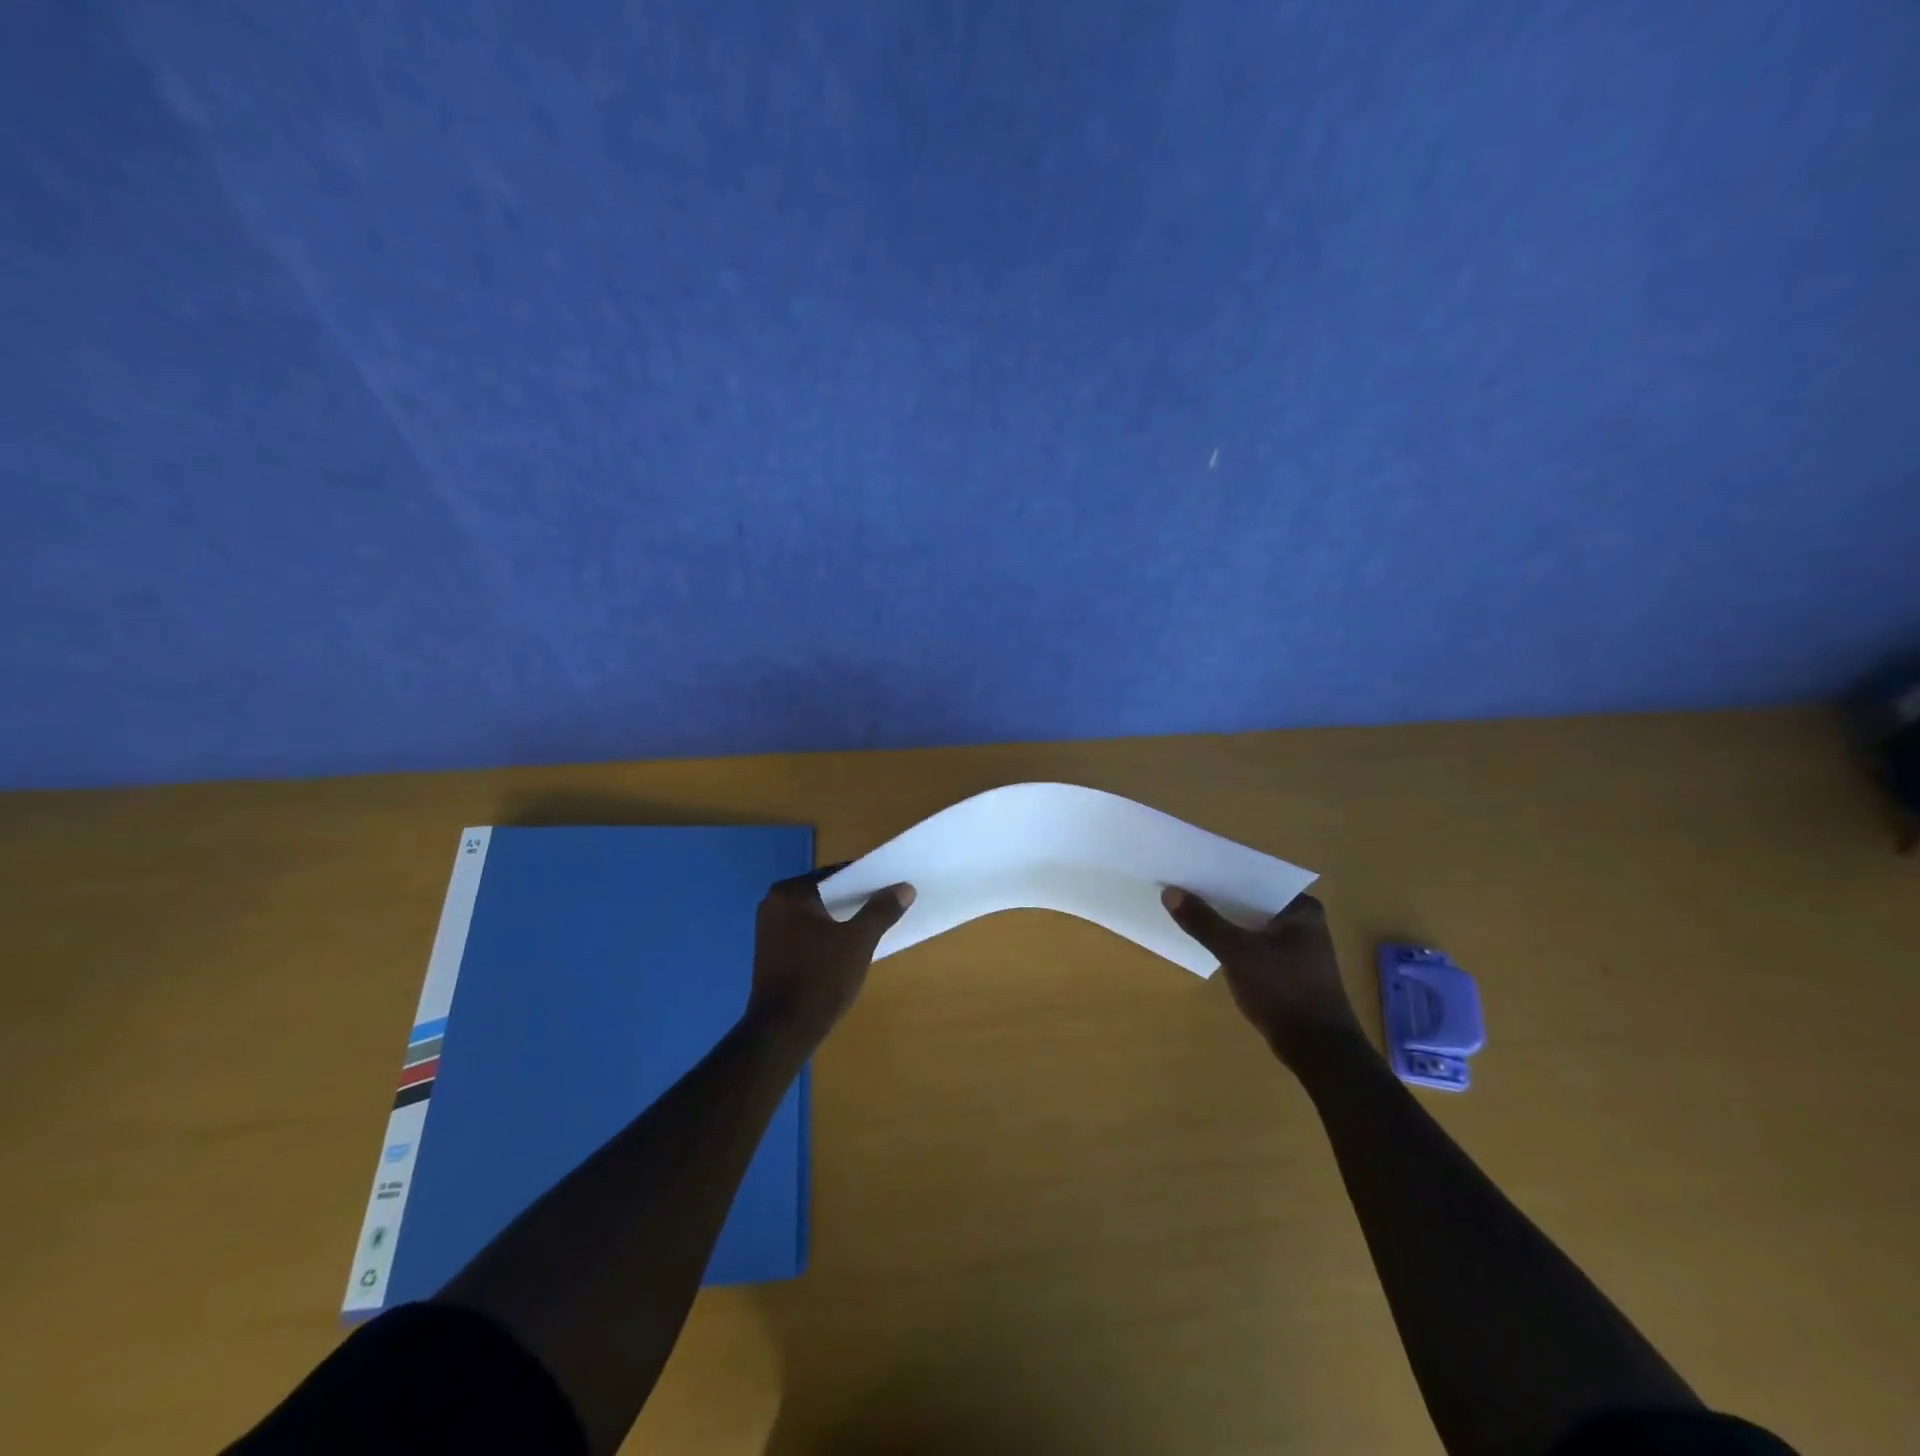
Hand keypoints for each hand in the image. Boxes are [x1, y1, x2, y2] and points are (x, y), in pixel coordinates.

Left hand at [748, 872, 913, 1045]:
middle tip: (887, 904)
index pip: (834, 874)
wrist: (783, 1031)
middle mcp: (773, 905)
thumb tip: (905, 888)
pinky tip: (849, 946)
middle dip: (855, 899)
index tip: (890, 885)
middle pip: (825, 893)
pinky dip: (828, 935)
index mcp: (788, 894)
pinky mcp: (772, 954)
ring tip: (874, 924)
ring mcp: (769, 931)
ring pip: (817, 915)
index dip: (865, 878)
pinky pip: (807, 933)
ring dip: (842, 919)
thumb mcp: (858, 941)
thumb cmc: (820, 977)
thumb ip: (881, 910)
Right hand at [1161, 889, 1363, 1063]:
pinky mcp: (1289, 971)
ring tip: (1187, 910)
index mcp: (1301, 908)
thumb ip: (1203, 922)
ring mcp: (1298, 949)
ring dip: (1225, 922)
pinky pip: (1254, 946)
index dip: (1220, 875)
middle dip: (1219, 899)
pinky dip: (1233, 943)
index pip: (1254, 880)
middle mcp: (1304, 923)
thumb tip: (1170, 892)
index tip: (1189, 869)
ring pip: (1251, 925)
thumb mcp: (1237, 952)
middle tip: (1181, 888)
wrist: (1318, 1050)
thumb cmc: (1283, 990)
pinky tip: (1208, 942)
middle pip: (1251, 903)